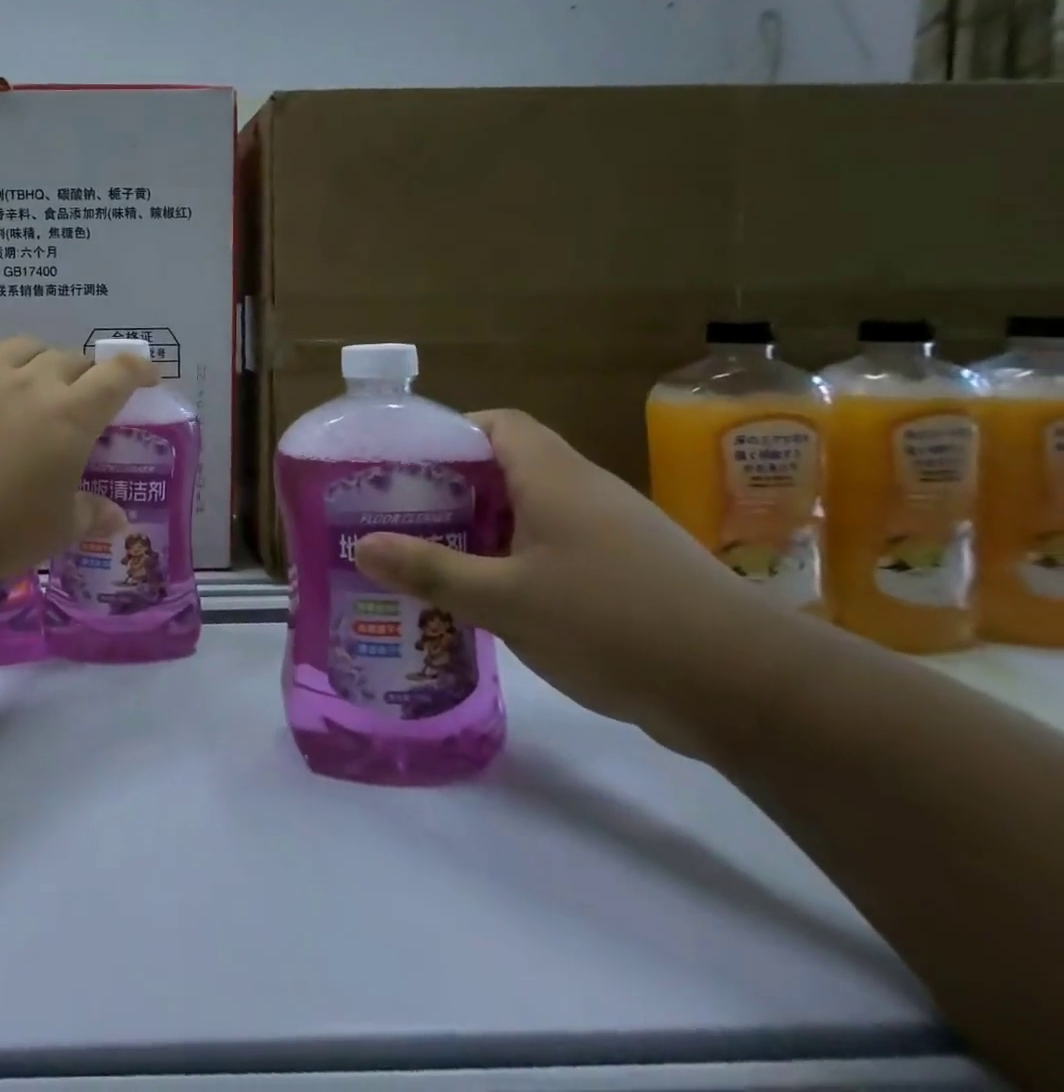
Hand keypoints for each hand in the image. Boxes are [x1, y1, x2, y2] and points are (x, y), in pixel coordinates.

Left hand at [0, 337, 157, 588]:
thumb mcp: (58, 528)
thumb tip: (118, 520)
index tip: (148, 377)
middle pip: (73, 359)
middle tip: (86, 400)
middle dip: (88, 375)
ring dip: (44, 359)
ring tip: (41, 380)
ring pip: (28, 346)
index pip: (117, 374)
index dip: (139, 369)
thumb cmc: (2, 530)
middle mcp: (34, 383)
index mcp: (72, 415)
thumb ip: (92, 515)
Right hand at [353, 409, 775, 757]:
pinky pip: (556, 546)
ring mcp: (611, 530)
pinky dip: (516, 559)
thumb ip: (431, 570)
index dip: (447, 434)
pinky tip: (492, 598)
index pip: (495, 423)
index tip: (403, 466)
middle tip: (401, 516)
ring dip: (483, 527)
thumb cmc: (614, 622)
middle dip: (452, 488)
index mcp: (553, 476)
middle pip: (506, 466)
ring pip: (531, 510)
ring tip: (432, 556)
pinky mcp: (628, 570)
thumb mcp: (506, 601)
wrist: (751, 689)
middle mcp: (583, 489)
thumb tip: (360, 545)